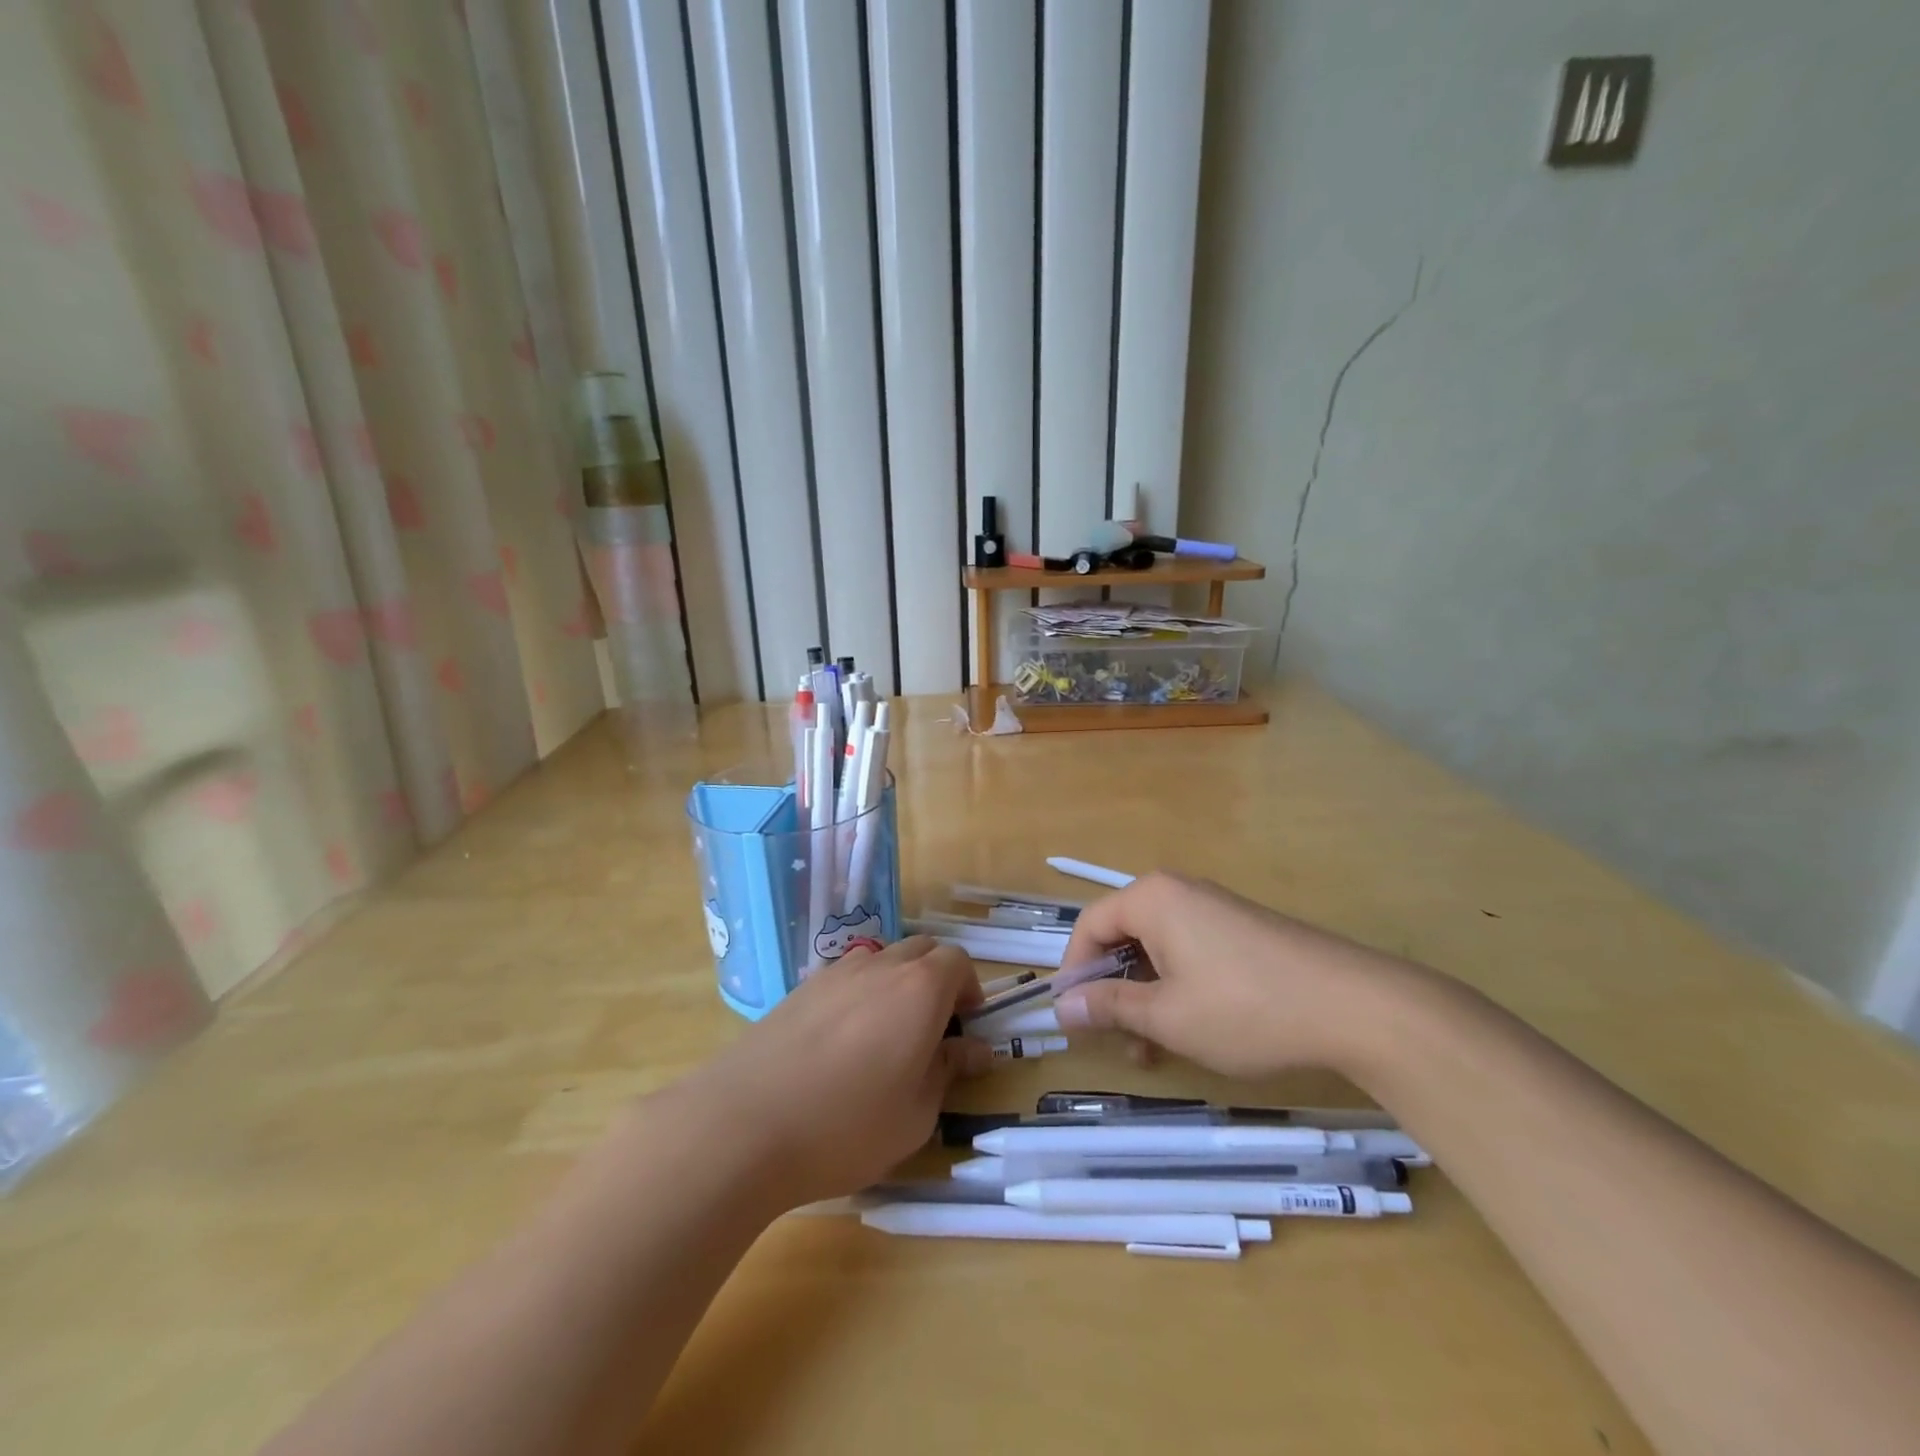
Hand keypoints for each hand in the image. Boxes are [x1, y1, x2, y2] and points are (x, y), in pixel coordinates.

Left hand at [687, 937, 991, 1209]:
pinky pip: (846, 977)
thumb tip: (976, 1049)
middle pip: (922, 950)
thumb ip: (949, 1070)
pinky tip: (842, 1043)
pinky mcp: (799, 989)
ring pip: (882, 960)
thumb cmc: (847, 1126)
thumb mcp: (916, 1113)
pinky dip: (860, 995)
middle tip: (933, 1029)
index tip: (967, 1026)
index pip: (958, 961)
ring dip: (897, 984)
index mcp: (920, 988)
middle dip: (937, 980)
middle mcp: (880, 966)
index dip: (970, 989)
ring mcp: (835, 973)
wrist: (743, 1124)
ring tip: (886, 1036)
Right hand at [1053, 872, 1405, 1078]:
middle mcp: (1179, 892)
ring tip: (1156, 1049)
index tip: (1072, 1017)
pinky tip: (1193, 1030)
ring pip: (1157, 950)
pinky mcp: (1242, 930)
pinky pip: (1189, 952)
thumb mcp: (1167, 1016)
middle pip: (1123, 936)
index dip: (1073, 971)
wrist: (1356, 1007)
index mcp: (1152, 898)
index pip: (1089, 926)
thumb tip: (1062, 1006)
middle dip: (1114, 991)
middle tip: (1119, 1042)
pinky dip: (1177, 989)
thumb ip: (1109, 1007)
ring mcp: (1215, 908)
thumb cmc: (1245, 1008)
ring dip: (1146, 997)